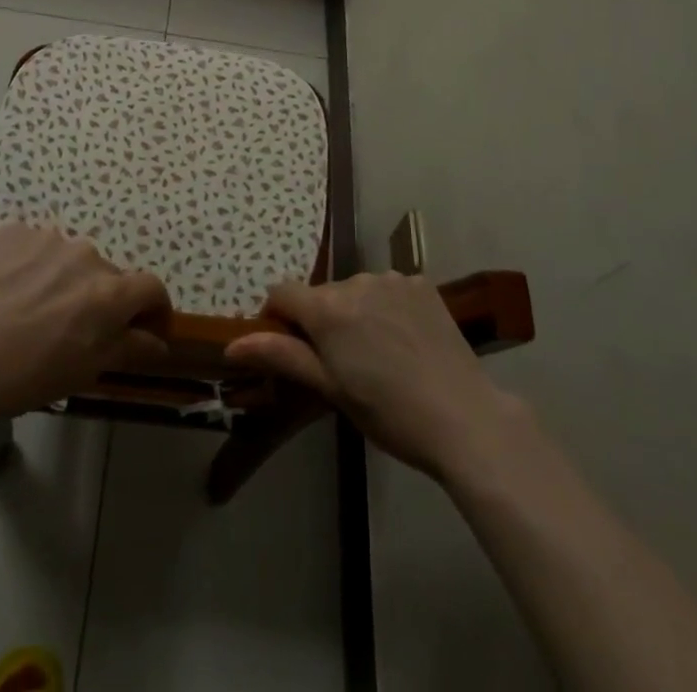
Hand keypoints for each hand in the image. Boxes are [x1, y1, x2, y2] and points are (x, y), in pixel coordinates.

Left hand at [0, 224, 171, 427]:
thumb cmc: (22, 376)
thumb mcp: (83, 372)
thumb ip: (128, 348)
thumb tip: (158, 340)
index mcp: (109, 291)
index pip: (151, 288)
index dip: (155, 309)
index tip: (146, 329)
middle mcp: (85, 254)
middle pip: (107, 274)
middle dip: (102, 299)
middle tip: (76, 330)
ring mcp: (47, 238)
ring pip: (70, 258)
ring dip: (65, 280)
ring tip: (35, 310)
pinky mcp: (12, 232)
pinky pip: (35, 247)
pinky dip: (32, 266)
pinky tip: (9, 292)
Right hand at [224, 273, 525, 480]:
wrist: (465, 418)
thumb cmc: (389, 413)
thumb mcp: (331, 390)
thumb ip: (283, 356)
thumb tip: (231, 343)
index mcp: (328, 308)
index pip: (282, 292)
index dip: (278, 318)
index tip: (291, 349)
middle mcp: (356, 281)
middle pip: (321, 295)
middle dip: (321, 321)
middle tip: (343, 365)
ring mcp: (392, 279)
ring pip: (356, 290)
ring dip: (355, 313)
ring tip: (379, 355)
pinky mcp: (422, 283)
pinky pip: (389, 289)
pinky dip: (387, 308)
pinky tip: (405, 340)